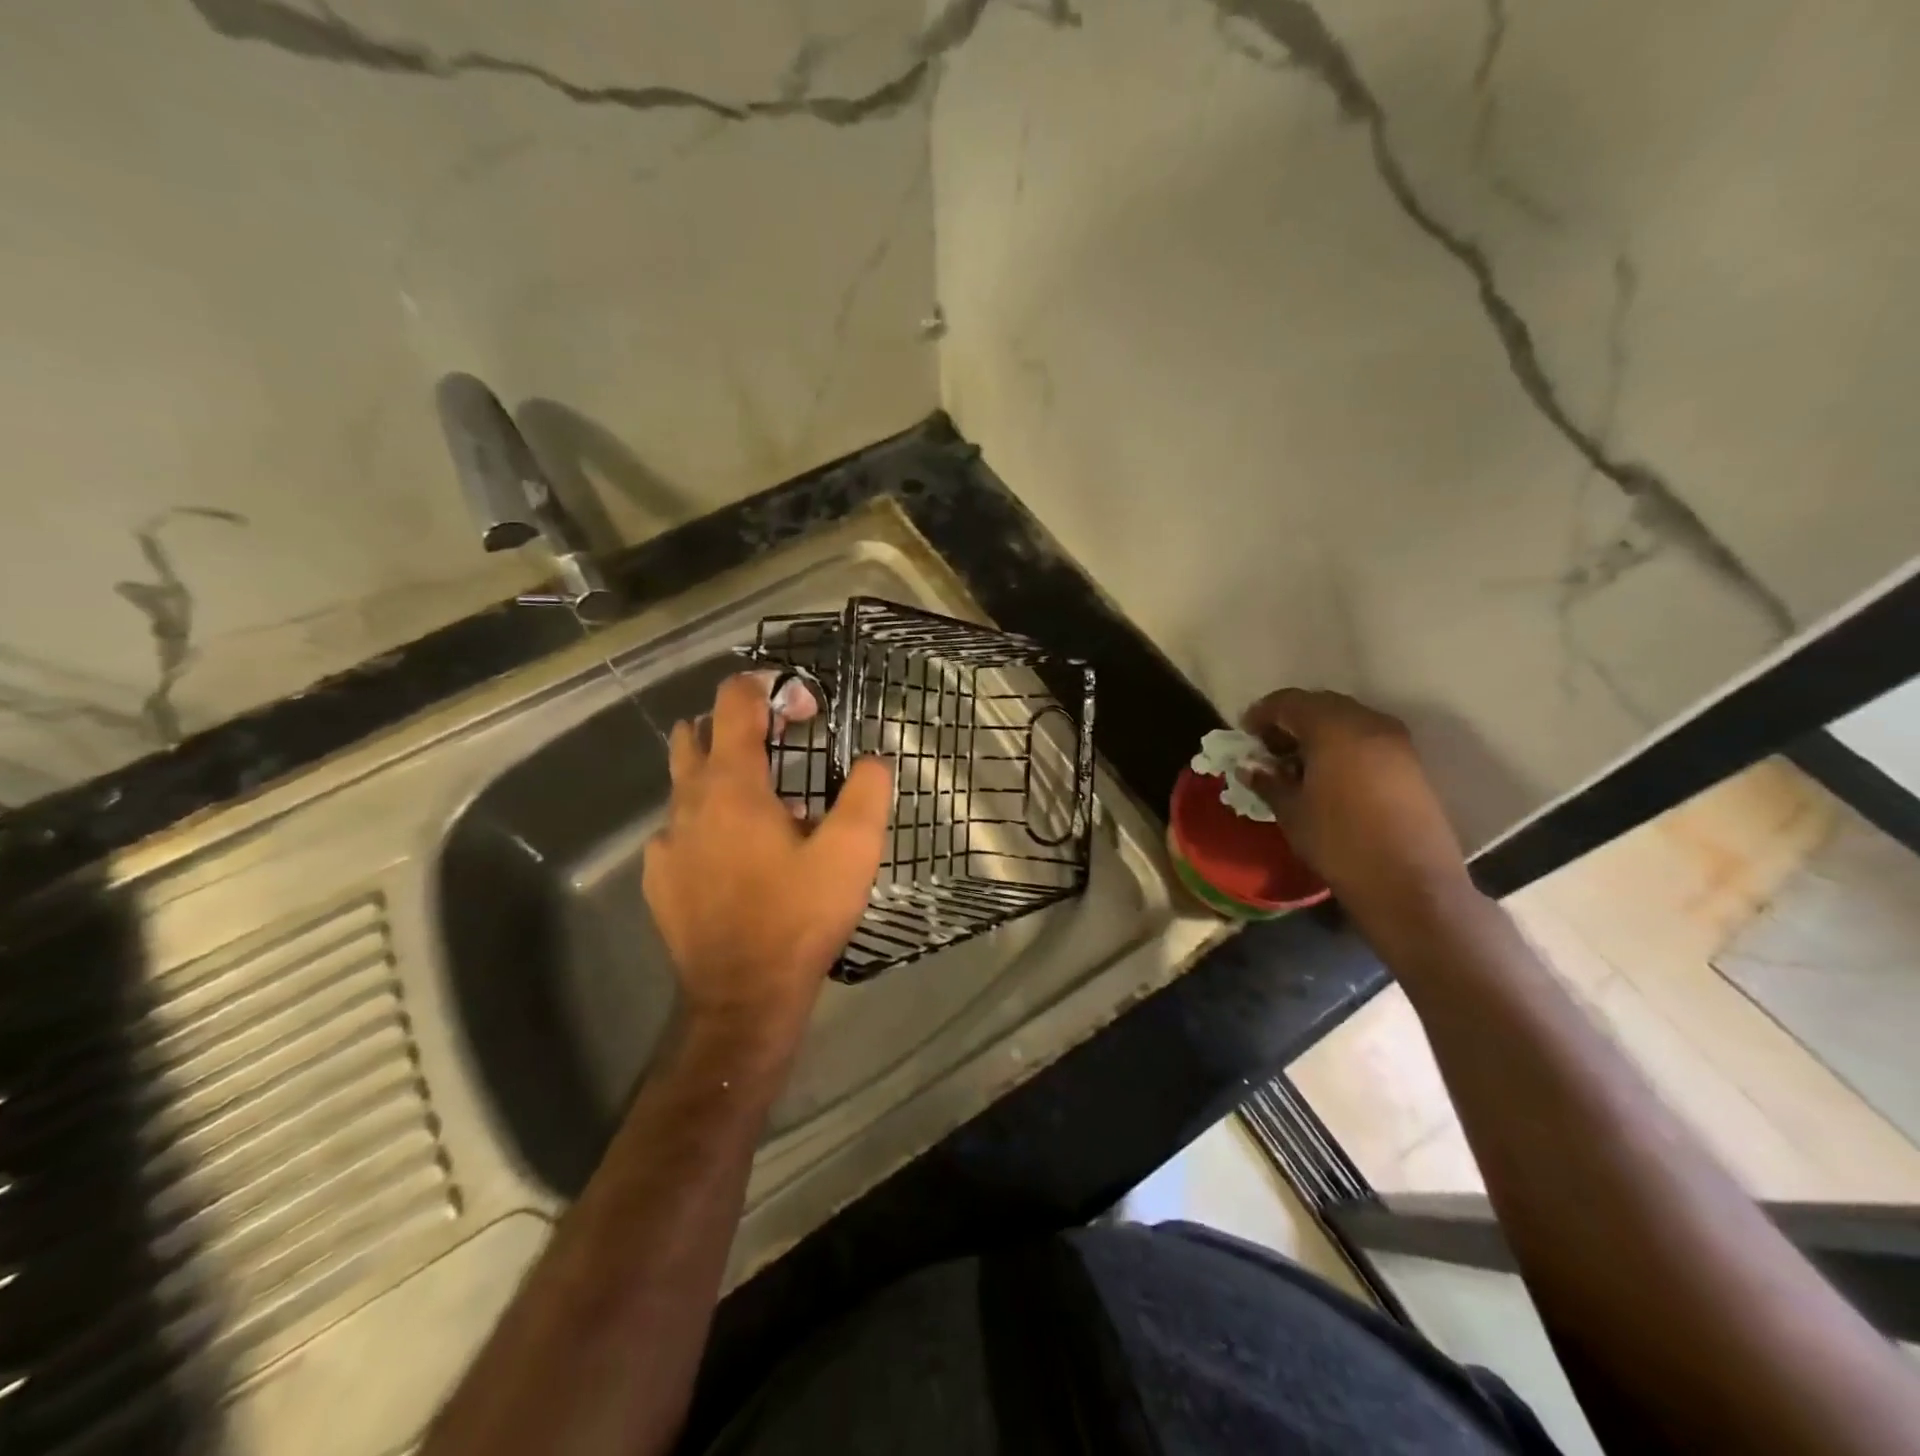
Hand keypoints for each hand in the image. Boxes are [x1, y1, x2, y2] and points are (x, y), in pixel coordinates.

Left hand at [643, 672, 892, 1043]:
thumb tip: (872, 760)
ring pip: (685, 783)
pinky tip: (740, 857)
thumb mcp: (853, 851)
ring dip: (723, 775)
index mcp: (732, 785)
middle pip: (696, 733)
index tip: (806, 708)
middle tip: (783, 747)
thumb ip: (867, 791)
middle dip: (738, 725)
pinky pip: (681, 829)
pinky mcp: (659, 877)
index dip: (770, 687)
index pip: (734, 701)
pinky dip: (709, 823)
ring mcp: (666, 841)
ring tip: (769, 806)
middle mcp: (688, 802)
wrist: (743, 996)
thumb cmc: (799, 916)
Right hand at [1241, 689, 1468, 919]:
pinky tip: (1328, 775)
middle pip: (1320, 704)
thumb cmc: (1339, 843)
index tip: (1245, 735)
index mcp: (1333, 728)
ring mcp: (1395, 740)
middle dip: (1290, 720)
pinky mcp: (1410, 762)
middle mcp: (1367, 722)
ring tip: (1297, 765)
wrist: (1410, 883)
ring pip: (1346, 719)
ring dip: (1317, 732)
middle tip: (1269, 749)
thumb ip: (1268, 781)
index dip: (1262, 714)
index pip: (1289, 702)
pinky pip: (1367, 737)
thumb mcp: (1291, 812)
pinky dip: (1342, 744)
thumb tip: (1250, 768)